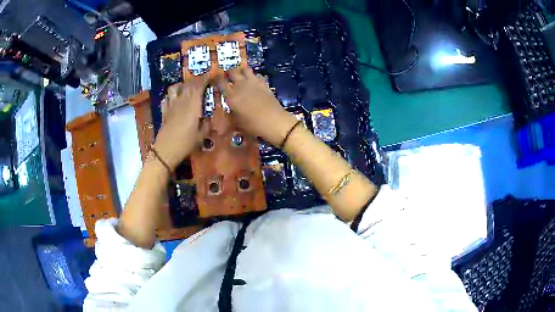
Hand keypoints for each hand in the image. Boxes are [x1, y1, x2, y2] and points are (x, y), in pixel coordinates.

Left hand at [154, 76, 209, 169]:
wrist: (167, 150)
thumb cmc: (186, 142)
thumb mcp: (202, 135)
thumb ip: (207, 123)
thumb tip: (208, 117)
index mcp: (193, 103)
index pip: (199, 84)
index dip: (206, 78)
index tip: (212, 75)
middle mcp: (182, 100)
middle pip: (188, 84)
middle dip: (197, 80)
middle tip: (203, 82)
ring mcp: (171, 104)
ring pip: (175, 87)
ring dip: (182, 85)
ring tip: (187, 89)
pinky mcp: (164, 111)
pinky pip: (166, 98)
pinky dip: (171, 95)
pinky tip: (174, 100)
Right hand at [214, 68, 297, 146]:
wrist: (273, 120)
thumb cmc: (253, 124)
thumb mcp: (237, 122)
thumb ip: (231, 113)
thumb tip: (229, 109)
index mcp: (231, 95)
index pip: (220, 81)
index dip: (216, 79)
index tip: (215, 79)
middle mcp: (241, 85)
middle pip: (232, 71)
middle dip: (228, 73)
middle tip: (228, 77)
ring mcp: (253, 82)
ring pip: (245, 69)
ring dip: (241, 71)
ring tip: (240, 76)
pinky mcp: (263, 82)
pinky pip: (256, 74)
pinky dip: (252, 76)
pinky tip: (252, 82)